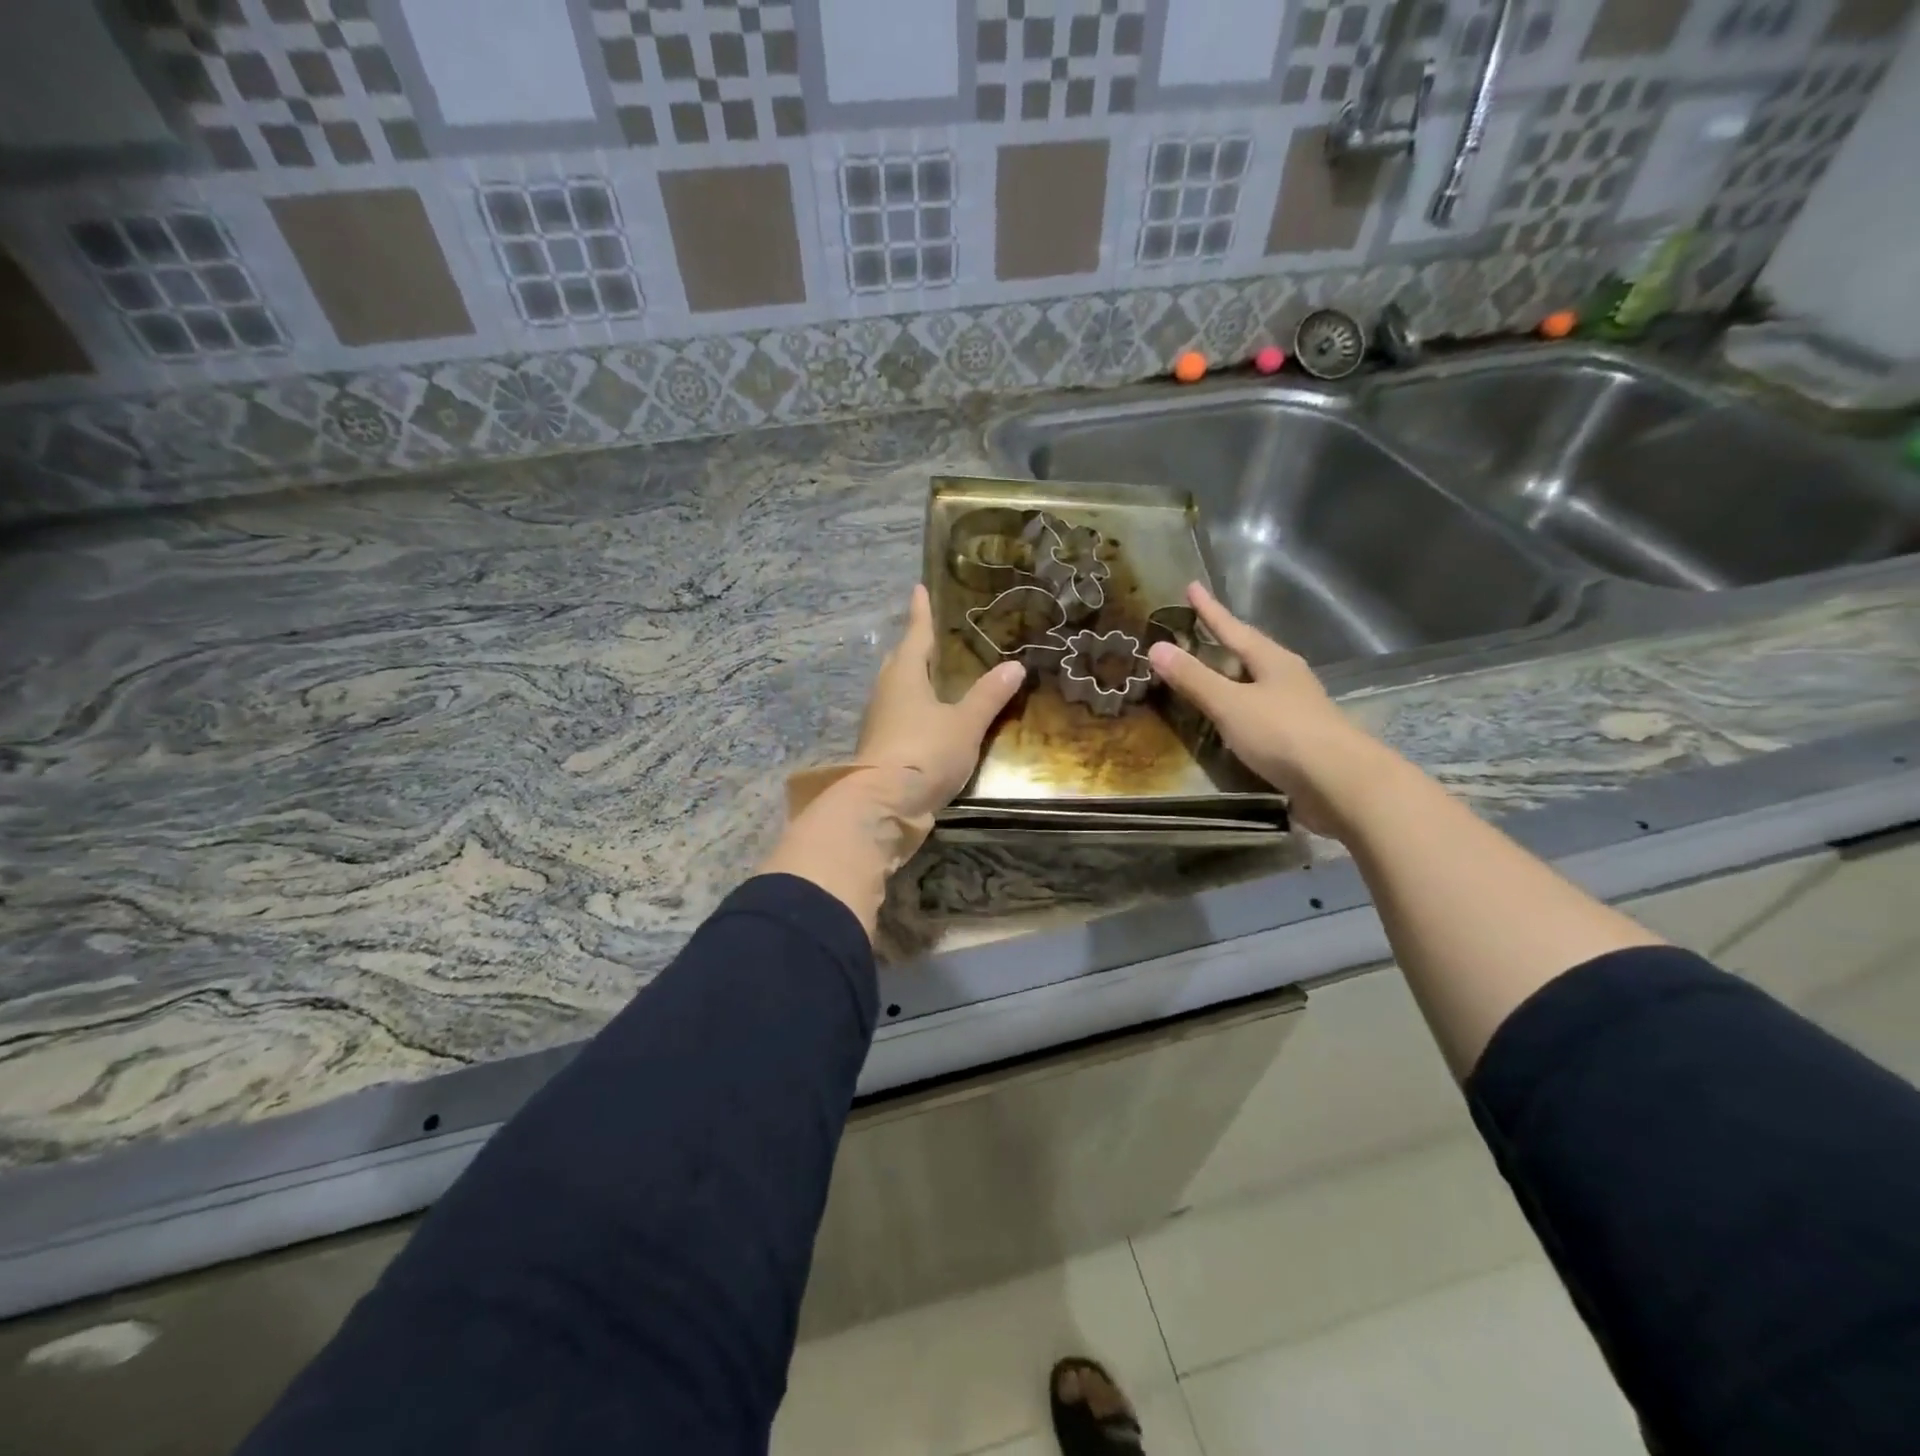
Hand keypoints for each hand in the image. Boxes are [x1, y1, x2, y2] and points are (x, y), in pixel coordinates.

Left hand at [856, 584, 1025, 814]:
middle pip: (901, 661)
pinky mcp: (881, 748)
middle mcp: (886, 692)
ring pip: (897, 690)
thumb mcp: (965, 723)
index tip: (919, 588)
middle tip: (935, 638)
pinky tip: (931, 720)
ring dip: (914, 681)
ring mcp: (879, 721)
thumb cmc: (925, 752)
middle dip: (916, 648)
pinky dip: (915, 710)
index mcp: (905, 675)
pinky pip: (899, 716)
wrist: (884, 805)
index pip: (915, 634)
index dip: (921, 612)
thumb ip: (988, 696)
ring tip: (938, 678)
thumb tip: (1014, 665)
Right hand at [1146, 583, 1395, 836]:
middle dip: (1224, 641)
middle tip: (1199, 629)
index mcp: (1272, 661)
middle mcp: (1287, 678)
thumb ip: (1194, 678)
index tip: (1192, 586)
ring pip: (1257, 682)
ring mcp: (1296, 708)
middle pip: (1250, 652)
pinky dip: (1239, 708)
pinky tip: (1231, 719)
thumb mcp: (1230, 704)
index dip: (1210, 610)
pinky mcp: (1298, 738)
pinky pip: (1259, 712)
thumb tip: (1156, 646)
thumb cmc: (1282, 734)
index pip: (1233, 628)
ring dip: (1233, 676)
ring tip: (1211, 672)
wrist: (1340, 783)